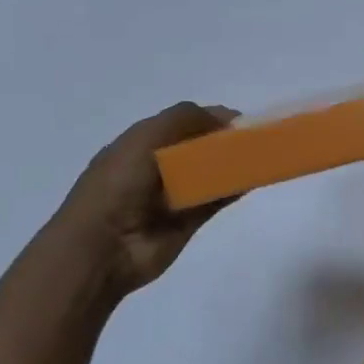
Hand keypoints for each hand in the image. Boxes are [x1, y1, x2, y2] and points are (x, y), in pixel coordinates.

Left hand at [59, 101, 237, 297]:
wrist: (104, 245)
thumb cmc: (119, 183)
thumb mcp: (145, 137)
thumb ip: (184, 119)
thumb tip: (224, 117)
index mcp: (140, 144)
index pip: (181, 124)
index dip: (209, 119)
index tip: (239, 121)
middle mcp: (157, 167)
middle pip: (198, 148)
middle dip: (223, 141)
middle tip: (253, 139)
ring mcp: (173, 196)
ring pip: (210, 174)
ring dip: (233, 165)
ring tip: (260, 157)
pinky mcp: (188, 221)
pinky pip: (216, 200)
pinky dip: (234, 190)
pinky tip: (253, 180)